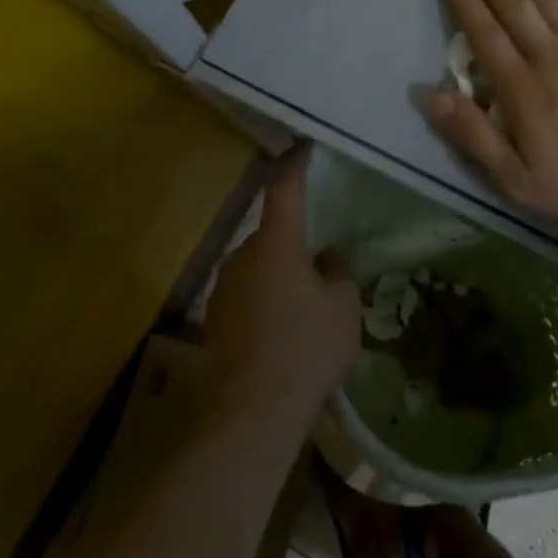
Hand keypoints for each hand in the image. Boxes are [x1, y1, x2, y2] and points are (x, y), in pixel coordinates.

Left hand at [204, 145, 360, 419]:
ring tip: (306, 312)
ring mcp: (223, 288)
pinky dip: (266, 303)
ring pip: (259, 268)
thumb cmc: (306, 347)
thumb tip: (326, 258)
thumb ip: (338, 272)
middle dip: (295, 244)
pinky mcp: (215, 320)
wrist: (252, 410)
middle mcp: (243, 256)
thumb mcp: (343, 306)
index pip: (284, 190)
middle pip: (273, 235)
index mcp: (276, 243)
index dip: (295, 165)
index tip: (303, 147)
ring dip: (280, 277)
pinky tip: (283, 335)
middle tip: (322, 270)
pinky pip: (248, 296)